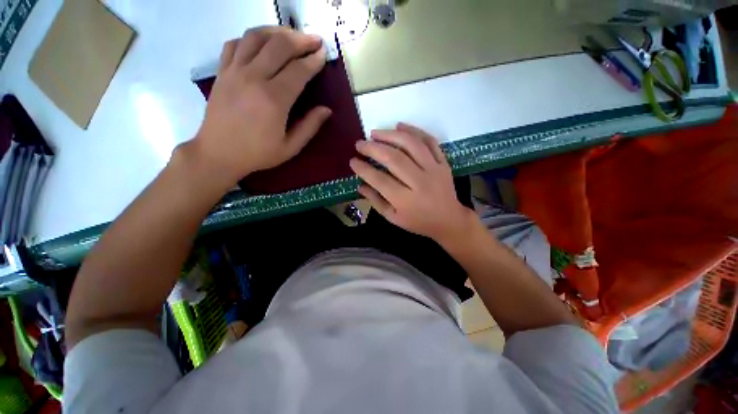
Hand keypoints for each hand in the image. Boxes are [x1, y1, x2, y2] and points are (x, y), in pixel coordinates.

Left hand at [191, 27, 331, 186]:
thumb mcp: (290, 147)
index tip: (324, 54)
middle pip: (279, 45)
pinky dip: (252, 38)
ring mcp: (234, 71)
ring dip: (277, 31)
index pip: (299, 70)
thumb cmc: (258, 153)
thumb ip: (310, 127)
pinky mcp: (222, 71)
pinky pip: (236, 43)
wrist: (218, 153)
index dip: (314, 60)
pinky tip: (262, 44)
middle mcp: (254, 78)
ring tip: (291, 36)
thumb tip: (327, 110)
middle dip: (301, 39)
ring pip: (256, 37)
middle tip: (315, 40)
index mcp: (274, 100)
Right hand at [349, 123, 474, 242]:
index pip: (380, 180)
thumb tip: (360, 185)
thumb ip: (376, 201)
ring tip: (375, 133)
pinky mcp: (443, 162)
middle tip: (360, 144)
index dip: (364, 169)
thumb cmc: (418, 222)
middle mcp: (420, 183)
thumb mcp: (394, 218)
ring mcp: (434, 170)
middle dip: (373, 148)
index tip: (353, 161)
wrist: (449, 220)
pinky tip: (400, 126)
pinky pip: (430, 141)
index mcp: (406, 201)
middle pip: (394, 159)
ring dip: (391, 135)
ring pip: (411, 145)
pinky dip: (414, 131)